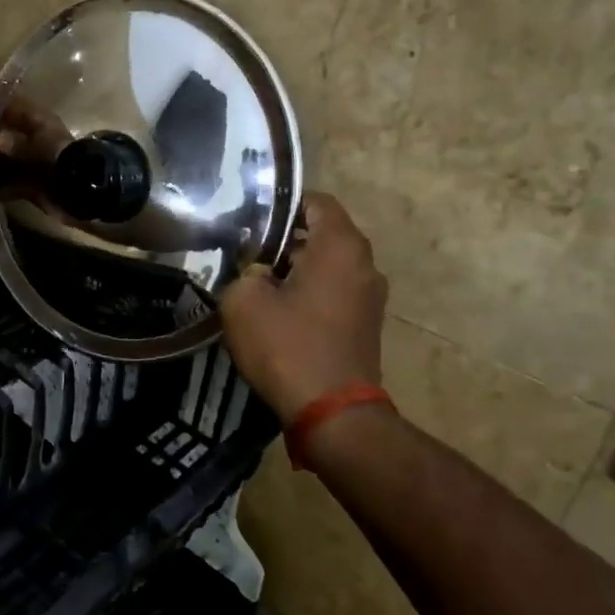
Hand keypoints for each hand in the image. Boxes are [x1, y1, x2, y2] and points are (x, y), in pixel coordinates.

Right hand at [219, 193, 387, 422]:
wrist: (333, 413)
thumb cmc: (288, 347)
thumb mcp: (243, 302)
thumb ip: (244, 272)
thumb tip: (255, 273)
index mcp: (340, 245)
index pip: (316, 201)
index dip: (282, 204)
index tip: (252, 220)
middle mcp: (364, 263)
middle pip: (323, 234)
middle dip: (286, 239)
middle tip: (248, 253)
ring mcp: (370, 296)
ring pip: (329, 265)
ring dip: (298, 269)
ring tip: (260, 284)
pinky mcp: (367, 324)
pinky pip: (336, 292)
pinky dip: (311, 293)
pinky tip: (281, 313)